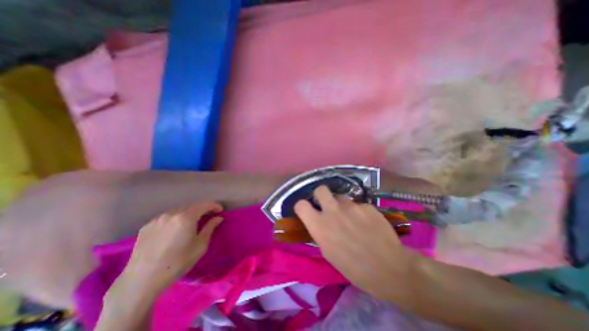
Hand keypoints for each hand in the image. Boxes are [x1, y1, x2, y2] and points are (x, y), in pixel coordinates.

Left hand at [119, 202, 222, 293]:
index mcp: (186, 217)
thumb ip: (210, 228)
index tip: (220, 210)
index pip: (204, 205)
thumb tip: (218, 218)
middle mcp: (172, 213)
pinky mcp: (147, 226)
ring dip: (188, 213)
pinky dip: (175, 219)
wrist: (142, 280)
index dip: (214, 206)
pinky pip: (166, 217)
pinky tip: (174, 230)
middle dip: (201, 209)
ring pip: (178, 211)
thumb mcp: (200, 245)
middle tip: (208, 217)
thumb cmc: (178, 262)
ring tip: (191, 223)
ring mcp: (157, 219)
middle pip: (191, 206)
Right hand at [295, 188, 413, 300]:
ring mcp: (351, 206)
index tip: (307, 211)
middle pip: (320, 189)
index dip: (302, 207)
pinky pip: (357, 204)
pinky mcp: (367, 205)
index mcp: (320, 226)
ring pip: (341, 197)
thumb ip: (321, 232)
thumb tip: (319, 222)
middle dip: (321, 195)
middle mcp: (333, 211)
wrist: (390, 269)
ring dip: (341, 205)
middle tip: (327, 205)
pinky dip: (358, 211)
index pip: (301, 205)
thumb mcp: (329, 253)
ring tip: (351, 218)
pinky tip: (366, 223)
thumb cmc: (354, 268)